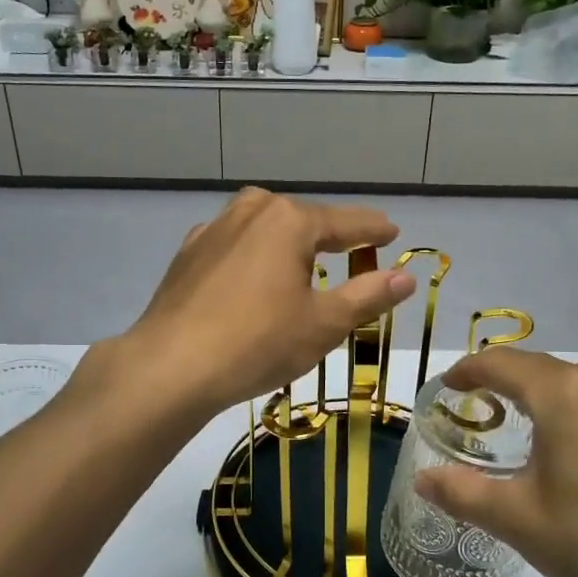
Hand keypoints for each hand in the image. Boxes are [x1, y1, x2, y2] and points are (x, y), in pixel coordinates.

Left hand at [120, 188, 416, 414]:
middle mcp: (251, 211)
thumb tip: (405, 278)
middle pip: (302, 220)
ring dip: (288, 243)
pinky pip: (235, 246)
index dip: (373, 230)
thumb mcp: (324, 324)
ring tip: (303, 262)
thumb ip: (367, 296)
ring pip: (264, 228)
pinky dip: (254, 257)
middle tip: (353, 251)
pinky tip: (253, 278)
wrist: (171, 365)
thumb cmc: (259, 342)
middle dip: (329, 235)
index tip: (392, 233)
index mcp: (289, 220)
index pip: (345, 222)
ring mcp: (213, 229)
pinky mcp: (188, 254)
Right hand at [413, 349, 577, 576]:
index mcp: (563, 394)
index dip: (466, 372)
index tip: (444, 390)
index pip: (500, 363)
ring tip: (518, 424)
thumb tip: (423, 479)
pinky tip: (570, 449)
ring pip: (574, 382)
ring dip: (539, 393)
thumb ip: (461, 492)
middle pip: (537, 367)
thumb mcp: (517, 519)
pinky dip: (572, 410)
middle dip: (500, 381)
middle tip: (473, 409)